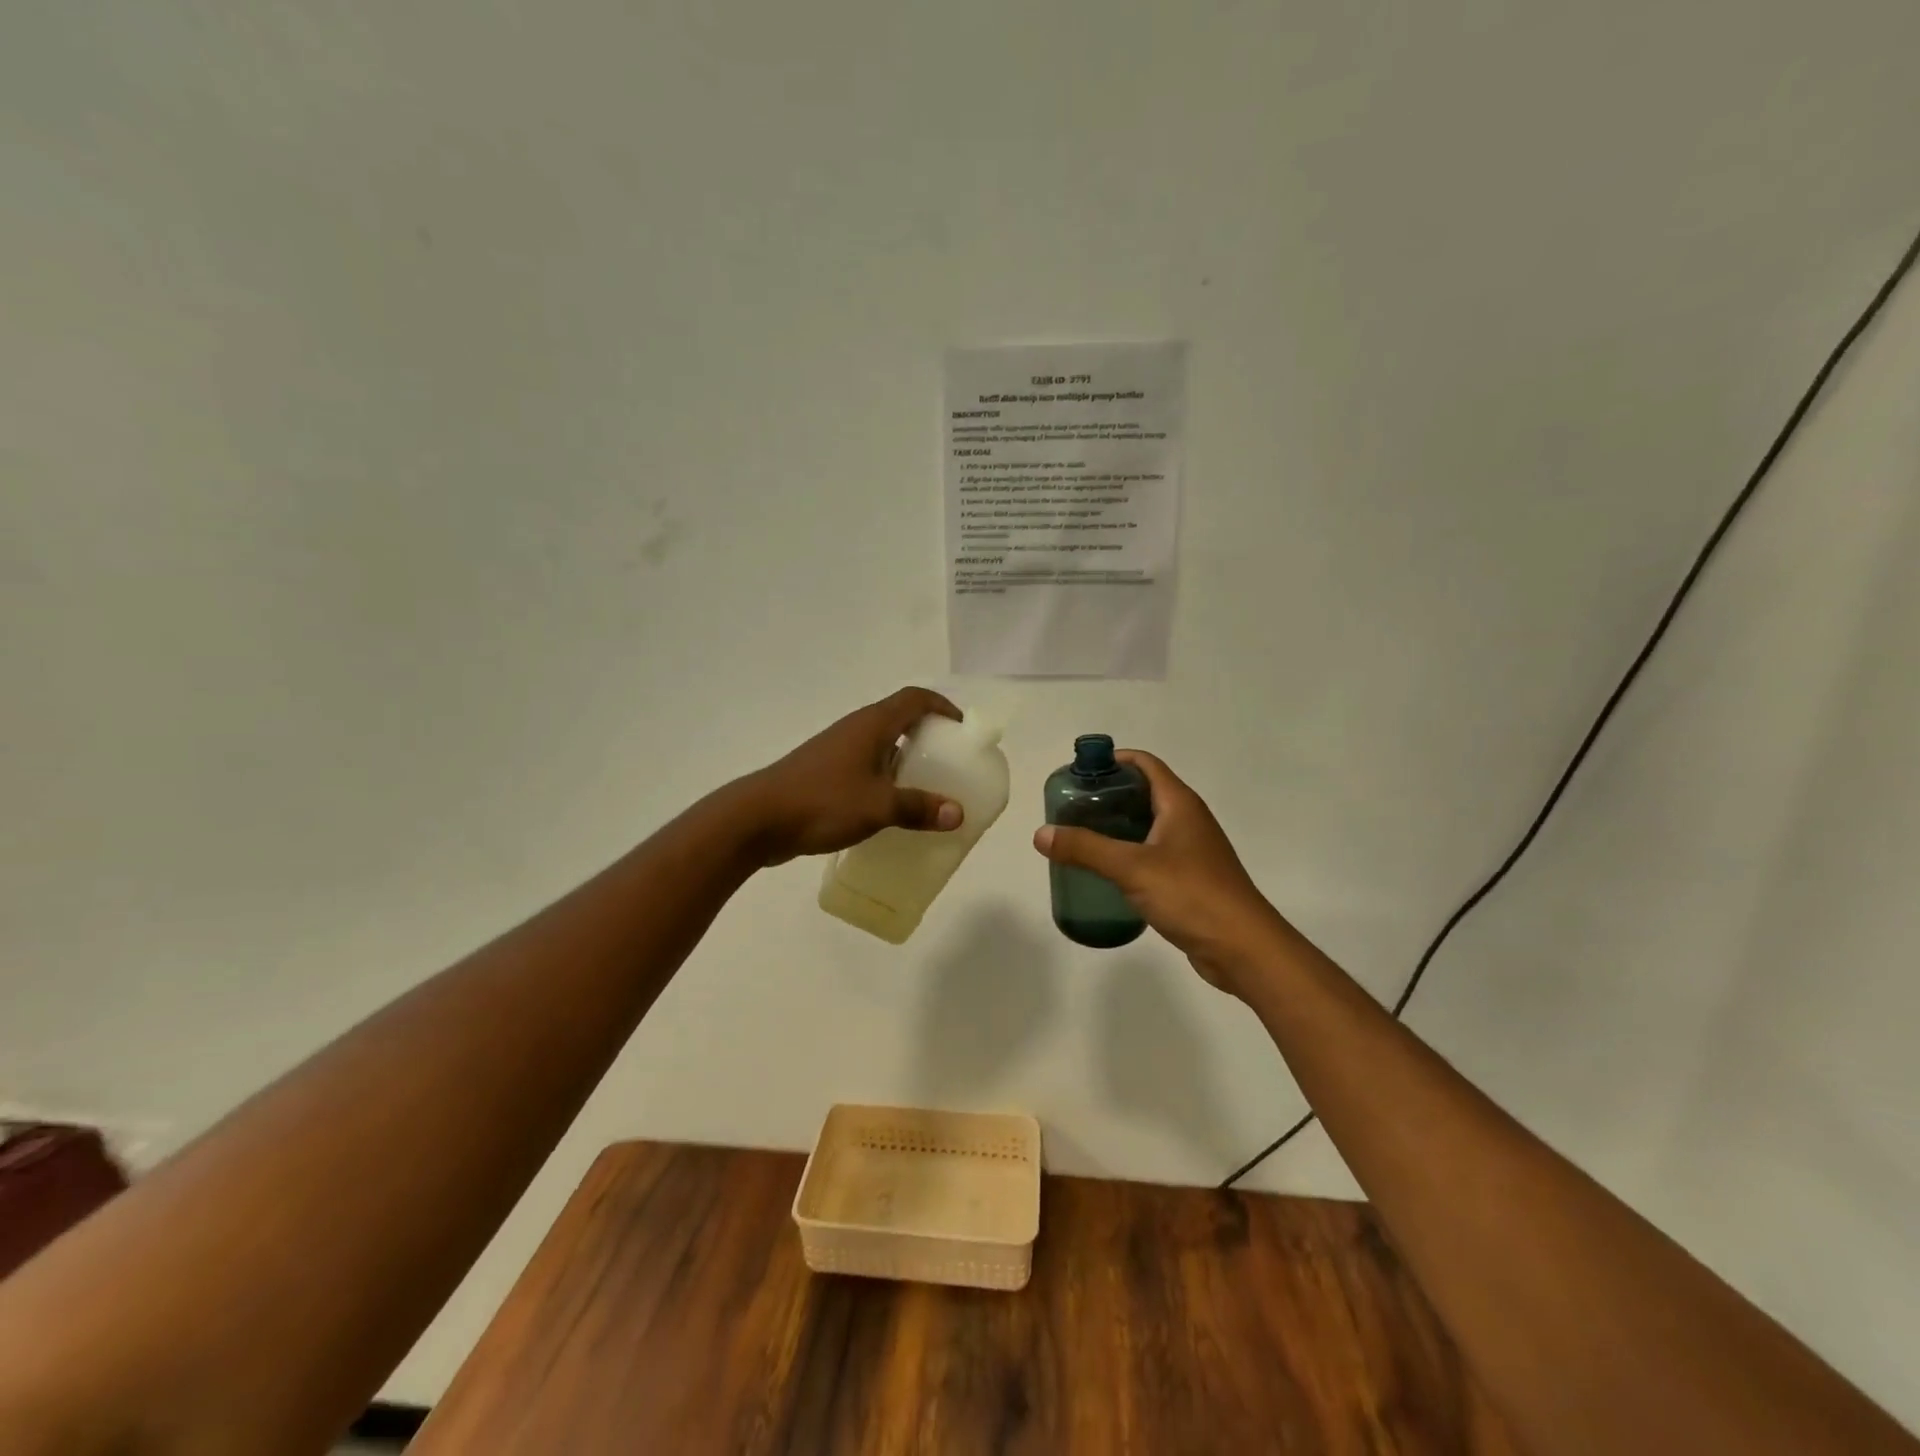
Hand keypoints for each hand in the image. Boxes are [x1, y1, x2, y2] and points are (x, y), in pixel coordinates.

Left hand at [736, 688, 965, 865]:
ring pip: (881, 746)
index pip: (915, 699)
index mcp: (871, 725)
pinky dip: (885, 779)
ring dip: (905, 760)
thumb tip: (957, 813)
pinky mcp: (824, 773)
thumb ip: (919, 808)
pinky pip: (866, 767)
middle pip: (899, 719)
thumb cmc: (822, 801)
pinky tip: (890, 809)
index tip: (961, 729)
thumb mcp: (878, 806)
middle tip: (950, 763)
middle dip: (928, 736)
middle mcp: (855, 730)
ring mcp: (837, 751)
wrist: (758, 819)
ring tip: (927, 788)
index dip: (942, 706)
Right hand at [1033, 751, 1286, 992]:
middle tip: (1071, 808)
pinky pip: (1152, 854)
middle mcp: (1188, 820)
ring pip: (1148, 826)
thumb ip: (1086, 848)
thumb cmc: (1191, 895)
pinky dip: (1128, 854)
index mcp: (1180, 804)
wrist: (1243, 948)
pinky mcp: (1190, 879)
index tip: (1079, 772)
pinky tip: (1106, 872)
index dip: (1113, 760)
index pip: (1145, 764)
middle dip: (1108, 795)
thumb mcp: (1132, 868)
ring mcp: (1191, 850)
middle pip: (1144, 793)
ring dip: (1117, 826)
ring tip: (1080, 837)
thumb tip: (1041, 833)